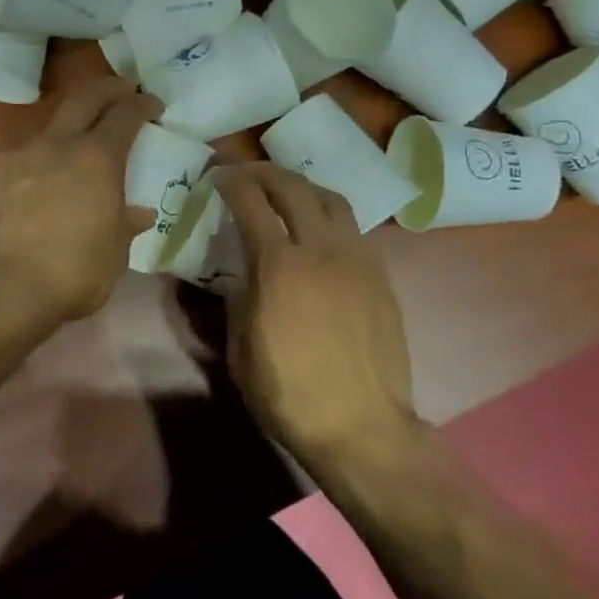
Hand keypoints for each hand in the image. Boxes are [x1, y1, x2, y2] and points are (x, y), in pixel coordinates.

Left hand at [0, 78, 158, 323]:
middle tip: (122, 89)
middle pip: (84, 98)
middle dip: (107, 88)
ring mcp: (18, 156)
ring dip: (68, 129)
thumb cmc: (71, 272)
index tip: (152, 103)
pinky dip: (38, 162)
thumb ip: (125, 226)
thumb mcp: (114, 254)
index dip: (141, 104)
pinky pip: (21, 158)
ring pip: (49, 128)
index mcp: (96, 158)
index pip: (125, 114)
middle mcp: (57, 145)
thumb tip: (138, 213)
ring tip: (76, 149)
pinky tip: (38, 184)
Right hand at [215, 164, 418, 463]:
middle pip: (294, 187)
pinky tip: (320, 232)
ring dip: (303, 187)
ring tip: (286, 193)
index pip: (251, 202)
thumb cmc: (289, 394)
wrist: (361, 426)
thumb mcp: (240, 349)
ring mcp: (357, 258)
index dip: (231, 182)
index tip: (218, 176)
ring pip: (331, 199)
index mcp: (279, 266)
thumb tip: (243, 276)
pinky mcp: (380, 275)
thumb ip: (238, 300)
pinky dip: (330, 216)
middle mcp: (320, 249)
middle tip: (247, 174)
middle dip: (265, 173)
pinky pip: (354, 228)